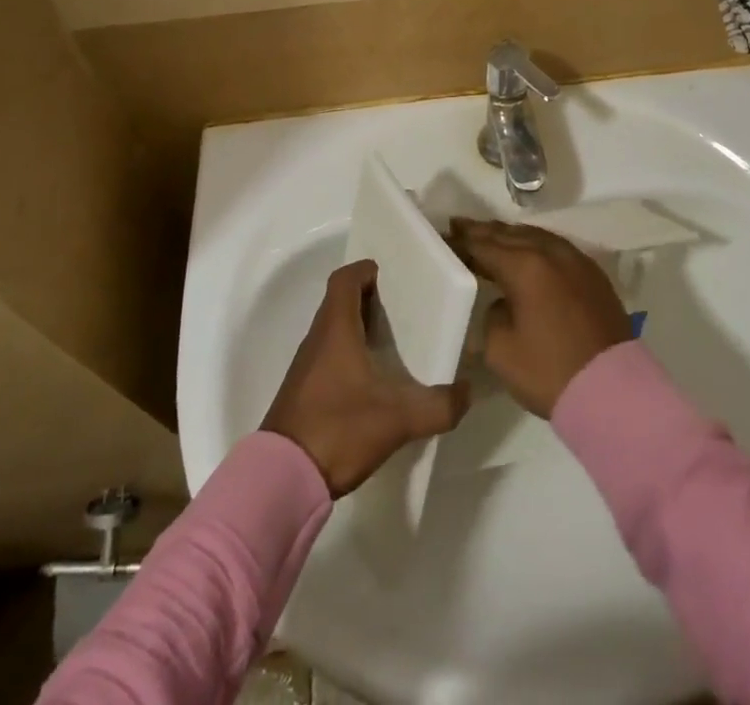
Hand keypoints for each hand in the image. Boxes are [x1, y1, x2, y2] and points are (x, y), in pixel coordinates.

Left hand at [262, 259, 470, 497]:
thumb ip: (439, 406)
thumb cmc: (339, 430)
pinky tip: (370, 380)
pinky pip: (327, 355)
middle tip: (402, 308)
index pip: (345, 279)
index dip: (366, 270)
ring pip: (333, 329)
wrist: (282, 480)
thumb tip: (466, 391)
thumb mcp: (398, 419)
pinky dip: (348, 353)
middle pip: (340, 302)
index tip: (392, 276)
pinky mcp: (302, 391)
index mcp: (336, 329)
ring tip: (392, 343)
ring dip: (358, 327)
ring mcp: (306, 366)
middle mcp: (317, 339)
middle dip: (369, 298)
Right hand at [450, 219, 631, 418]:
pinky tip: (527, 252)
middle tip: (459, 226)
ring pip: (535, 236)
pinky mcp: (592, 274)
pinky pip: (555, 247)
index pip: (484, 245)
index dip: (462, 241)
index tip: (445, 236)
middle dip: (483, 231)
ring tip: (489, 235)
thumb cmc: (550, 371)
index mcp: (524, 267)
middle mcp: (550, 253)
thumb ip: (492, 315)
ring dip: (509, 235)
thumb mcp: (501, 350)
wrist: (612, 390)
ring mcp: (576, 260)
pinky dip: (534, 244)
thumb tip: (502, 302)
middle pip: (509, 234)